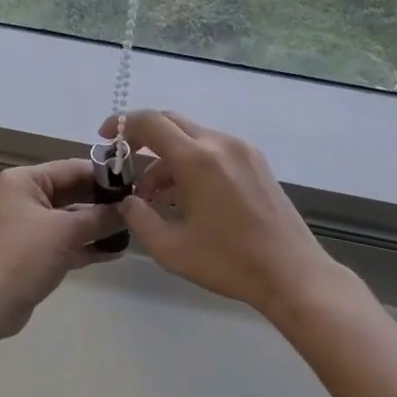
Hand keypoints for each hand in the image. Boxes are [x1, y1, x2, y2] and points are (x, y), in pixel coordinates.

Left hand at [0, 160, 122, 337]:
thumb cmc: (23, 255)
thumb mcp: (65, 231)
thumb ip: (99, 217)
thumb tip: (129, 209)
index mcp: (26, 181)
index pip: (72, 168)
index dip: (104, 176)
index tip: (136, 183)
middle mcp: (26, 198)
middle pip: (73, 193)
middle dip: (104, 202)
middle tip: (139, 208)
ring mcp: (31, 227)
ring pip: (72, 219)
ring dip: (99, 225)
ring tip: (133, 229)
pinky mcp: (36, 253)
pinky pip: (68, 242)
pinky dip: (88, 245)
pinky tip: (116, 251)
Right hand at [98, 110, 338, 318]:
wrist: (291, 273)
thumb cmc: (227, 262)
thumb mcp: (169, 248)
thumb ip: (139, 217)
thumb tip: (128, 200)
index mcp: (197, 159)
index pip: (150, 123)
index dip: (121, 125)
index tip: (105, 139)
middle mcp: (220, 143)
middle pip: (172, 122)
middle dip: (143, 138)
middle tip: (125, 163)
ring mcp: (243, 151)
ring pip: (193, 137)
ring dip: (168, 156)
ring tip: (156, 195)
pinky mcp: (257, 163)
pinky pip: (214, 149)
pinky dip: (192, 162)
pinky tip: (187, 196)